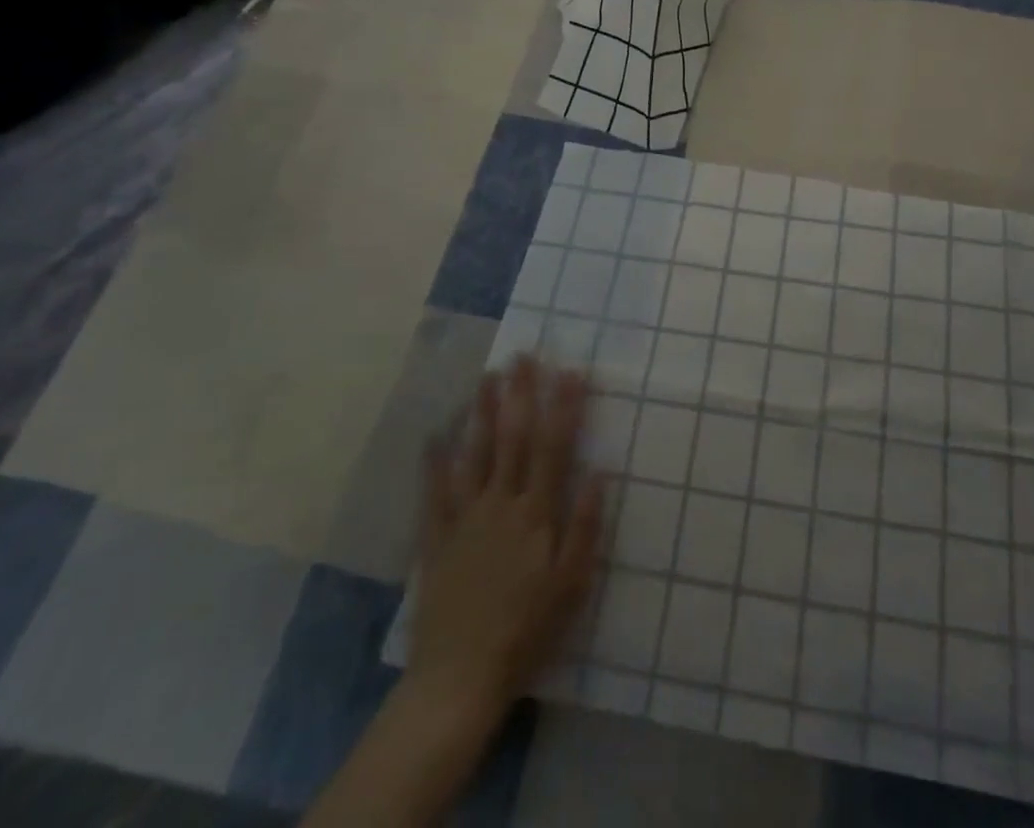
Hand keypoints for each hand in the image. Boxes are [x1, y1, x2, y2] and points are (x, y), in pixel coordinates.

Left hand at [404, 357, 604, 731]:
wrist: (459, 678)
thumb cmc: (526, 631)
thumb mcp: (571, 585)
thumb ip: (584, 526)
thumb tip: (599, 472)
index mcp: (536, 514)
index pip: (555, 447)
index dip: (564, 407)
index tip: (572, 371)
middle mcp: (501, 504)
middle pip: (513, 439)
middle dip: (520, 394)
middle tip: (523, 355)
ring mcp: (465, 518)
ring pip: (475, 454)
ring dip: (482, 413)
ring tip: (487, 377)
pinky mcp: (437, 538)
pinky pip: (434, 493)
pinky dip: (434, 462)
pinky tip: (434, 435)